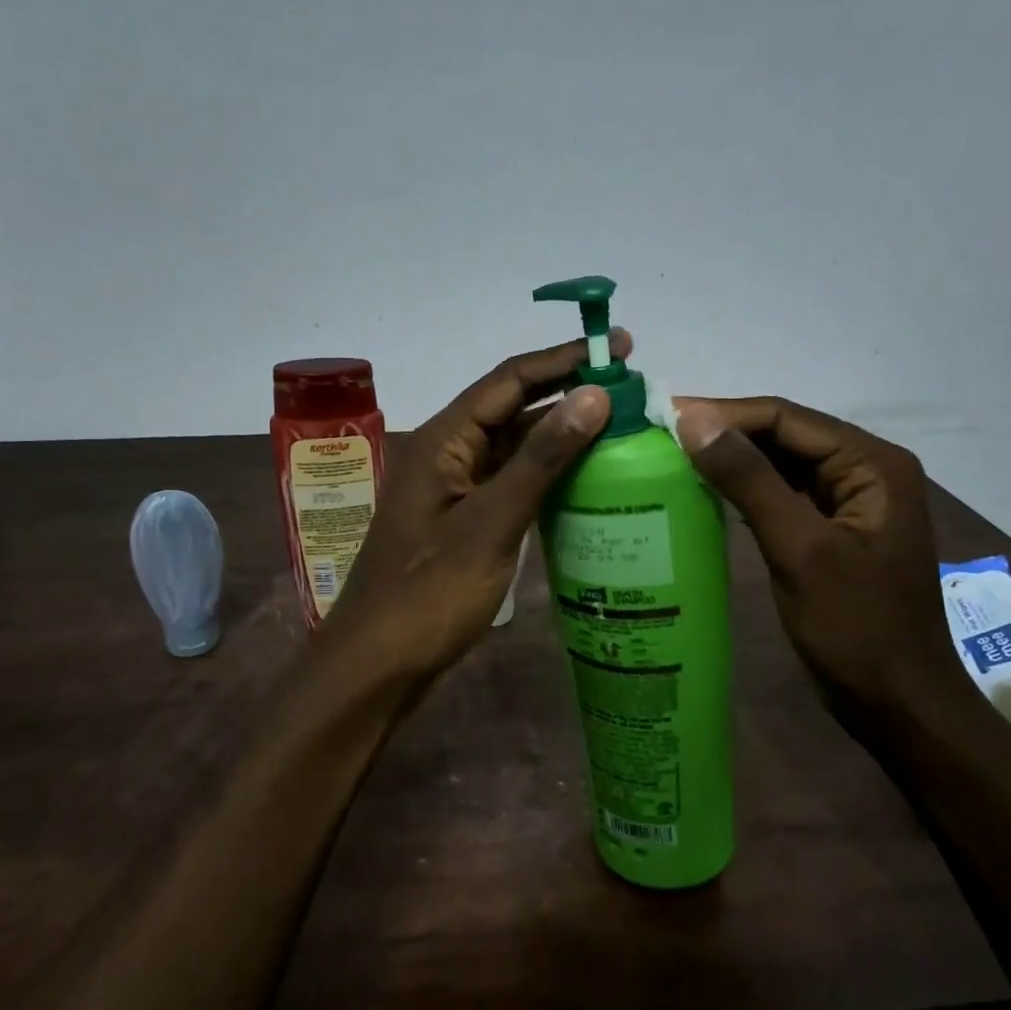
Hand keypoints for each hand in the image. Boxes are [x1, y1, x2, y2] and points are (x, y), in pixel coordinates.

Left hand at [321, 334, 628, 678]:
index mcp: (443, 440)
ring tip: (619, 426)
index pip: (509, 380)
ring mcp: (454, 488)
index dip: (564, 359)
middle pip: (512, 407)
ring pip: (513, 446)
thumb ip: (541, 459)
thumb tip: (594, 395)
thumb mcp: (491, 522)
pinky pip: (510, 480)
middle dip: (568, 392)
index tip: (619, 346)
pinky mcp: (464, 519)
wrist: (380, 663)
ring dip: (560, 434)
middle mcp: (447, 452)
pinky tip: (586, 477)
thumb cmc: (430, 593)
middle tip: (630, 388)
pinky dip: (546, 473)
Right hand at [675, 396, 958, 715]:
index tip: (665, 416)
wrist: (897, 704)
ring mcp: (847, 502)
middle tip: (660, 435)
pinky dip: (743, 490)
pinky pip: (780, 495)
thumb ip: (749, 480)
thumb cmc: (856, 627)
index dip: (724, 413)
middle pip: (784, 436)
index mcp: (871, 464)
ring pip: (779, 464)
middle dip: (725, 433)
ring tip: (672, 457)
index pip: (787, 418)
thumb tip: (694, 421)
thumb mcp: (799, 549)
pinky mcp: (829, 531)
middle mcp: (864, 471)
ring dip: (731, 460)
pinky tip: (704, 492)